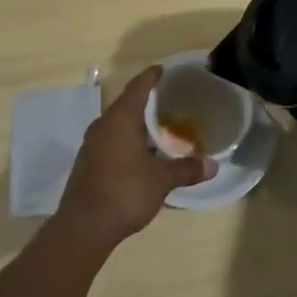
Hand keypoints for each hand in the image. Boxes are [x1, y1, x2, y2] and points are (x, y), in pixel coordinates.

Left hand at [55, 66, 216, 245]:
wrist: (84, 227)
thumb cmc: (125, 192)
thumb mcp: (162, 180)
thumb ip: (187, 169)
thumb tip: (213, 165)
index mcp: (120, 119)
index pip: (138, 87)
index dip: (151, 77)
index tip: (162, 69)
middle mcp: (103, 125)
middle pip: (126, 104)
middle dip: (146, 102)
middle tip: (168, 100)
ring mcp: (92, 145)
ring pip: (117, 125)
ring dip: (136, 124)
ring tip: (158, 128)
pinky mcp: (87, 163)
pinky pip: (111, 141)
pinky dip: (127, 141)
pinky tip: (141, 154)